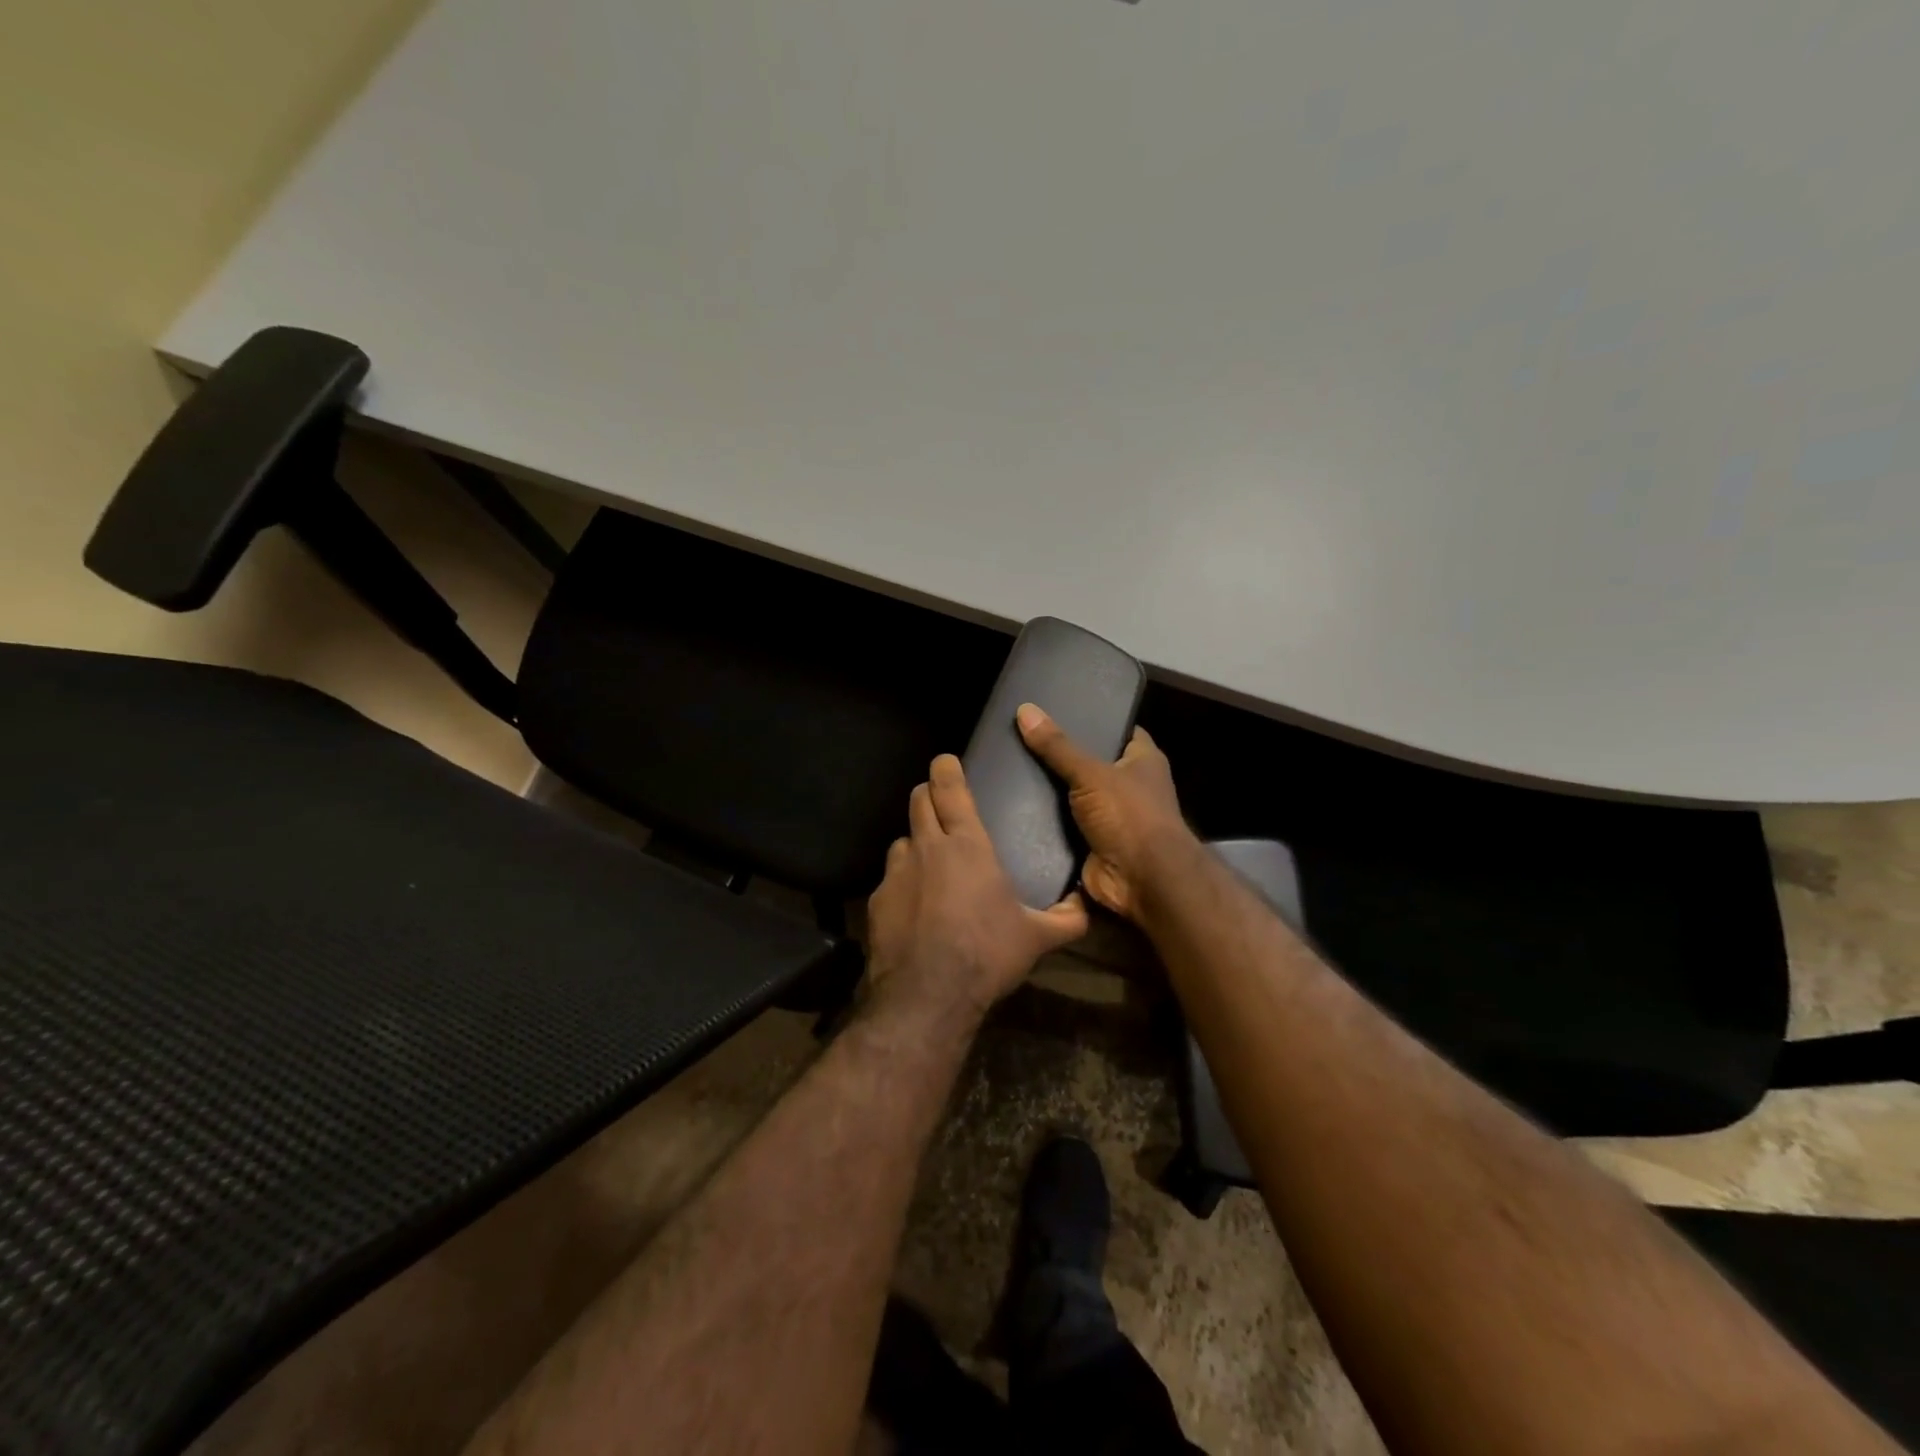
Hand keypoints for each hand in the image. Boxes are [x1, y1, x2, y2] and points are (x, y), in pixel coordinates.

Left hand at [865, 754, 1089, 1026]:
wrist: (928, 995)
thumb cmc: (987, 954)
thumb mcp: (1035, 938)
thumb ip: (1065, 919)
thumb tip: (1087, 908)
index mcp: (967, 845)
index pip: (950, 789)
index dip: (946, 769)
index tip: (945, 761)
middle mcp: (927, 848)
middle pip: (918, 801)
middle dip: (927, 794)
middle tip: (939, 803)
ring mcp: (896, 873)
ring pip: (901, 840)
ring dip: (915, 843)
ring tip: (928, 864)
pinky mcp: (876, 901)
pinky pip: (889, 880)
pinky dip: (902, 884)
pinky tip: (913, 909)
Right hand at [1015, 704, 1196, 921]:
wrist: (1142, 880)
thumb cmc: (1129, 815)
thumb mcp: (1091, 773)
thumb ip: (1058, 746)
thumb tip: (1025, 709)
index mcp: (1143, 761)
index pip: (1119, 730)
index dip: (1095, 720)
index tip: (1060, 710)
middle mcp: (1131, 787)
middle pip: (1092, 763)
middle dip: (1062, 756)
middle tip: (1022, 738)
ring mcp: (1112, 817)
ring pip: (1075, 796)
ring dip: (1050, 791)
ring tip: (1009, 768)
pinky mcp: (1093, 844)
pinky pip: (1065, 827)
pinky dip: (1045, 822)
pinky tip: (1013, 806)